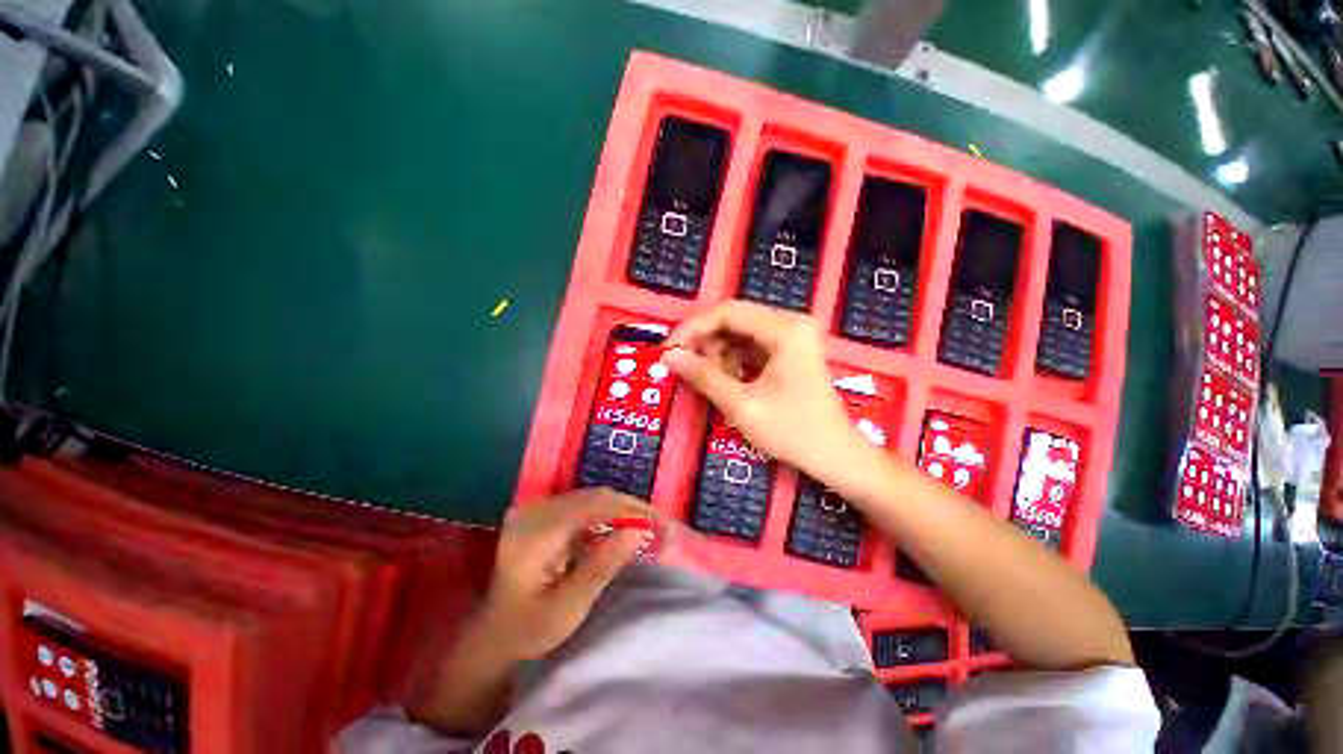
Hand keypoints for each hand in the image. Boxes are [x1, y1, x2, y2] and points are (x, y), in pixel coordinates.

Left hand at [478, 489, 658, 659]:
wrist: (494, 635)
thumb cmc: (528, 631)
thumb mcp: (569, 607)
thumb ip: (603, 565)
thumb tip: (639, 532)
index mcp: (535, 534)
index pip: (592, 507)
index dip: (629, 511)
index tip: (659, 524)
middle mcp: (534, 511)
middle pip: (593, 497)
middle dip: (631, 508)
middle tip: (661, 523)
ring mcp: (536, 509)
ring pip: (591, 497)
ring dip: (622, 508)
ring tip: (649, 523)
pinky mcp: (542, 513)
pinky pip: (584, 504)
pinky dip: (608, 513)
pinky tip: (625, 525)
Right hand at [662, 301, 870, 479]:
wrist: (835, 456)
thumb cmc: (791, 431)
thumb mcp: (741, 405)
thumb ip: (702, 376)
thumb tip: (668, 356)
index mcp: (784, 329)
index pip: (727, 312)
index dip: (693, 328)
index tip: (668, 349)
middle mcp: (790, 323)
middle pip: (734, 320)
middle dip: (705, 342)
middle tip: (683, 365)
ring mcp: (792, 337)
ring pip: (740, 333)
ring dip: (718, 353)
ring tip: (708, 379)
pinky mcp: (790, 351)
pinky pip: (751, 347)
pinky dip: (733, 361)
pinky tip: (726, 381)